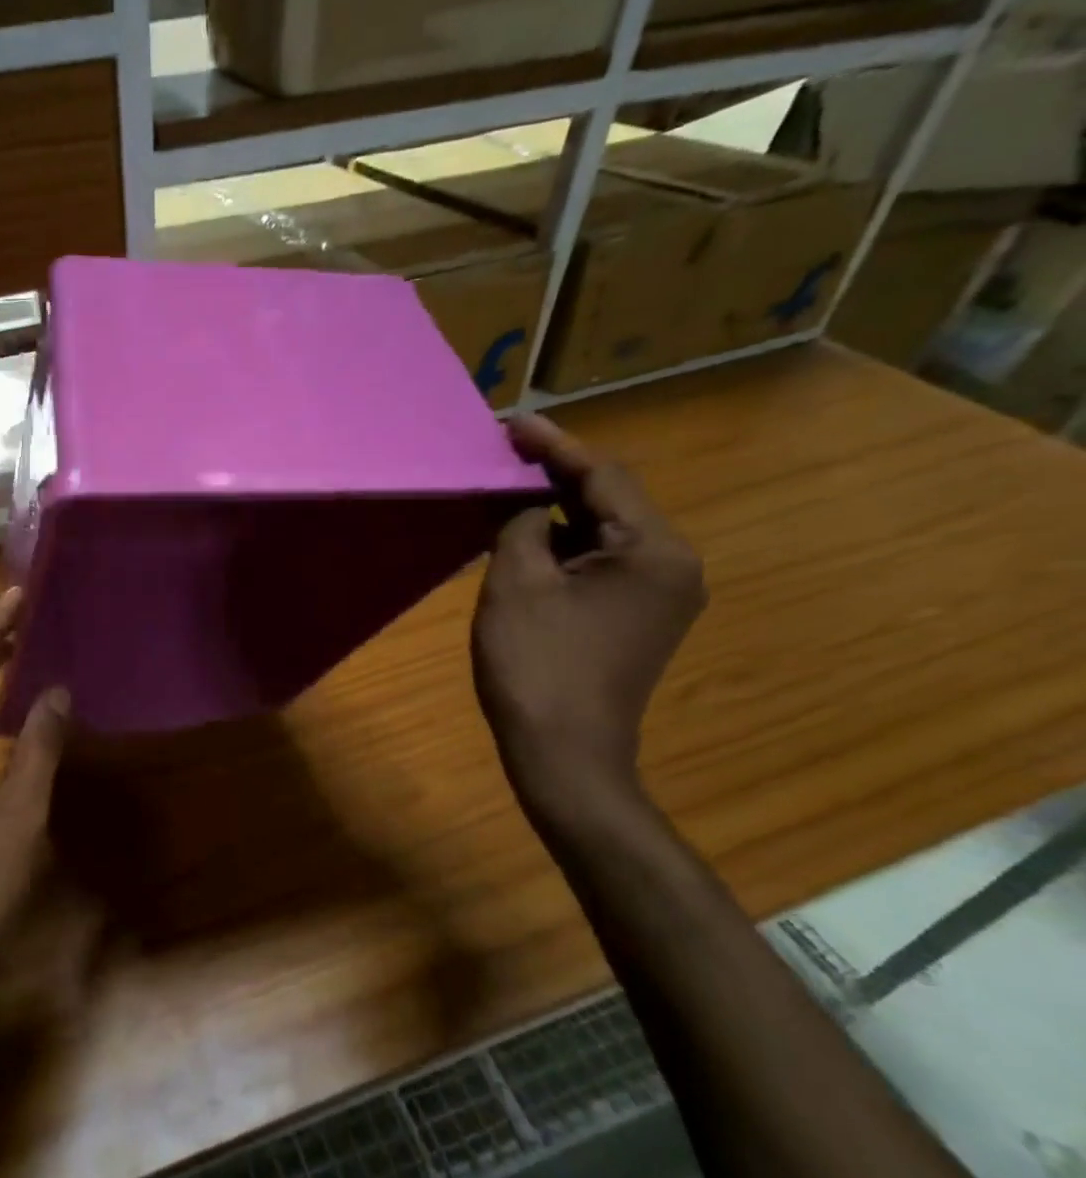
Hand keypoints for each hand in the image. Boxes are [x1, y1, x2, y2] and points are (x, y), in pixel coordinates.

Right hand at [472, 415, 704, 804]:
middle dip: (555, 473)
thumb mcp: (516, 582)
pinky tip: (522, 532)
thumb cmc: (537, 665)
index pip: (602, 476)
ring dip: (555, 507)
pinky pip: (601, 560)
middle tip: (503, 450)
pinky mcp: (639, 616)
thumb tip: (524, 498)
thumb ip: (520, 523)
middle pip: (609, 499)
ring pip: (603, 529)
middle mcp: (674, 565)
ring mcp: (660, 594)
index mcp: (655, 550)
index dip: (553, 445)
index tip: (510, 422)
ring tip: (505, 483)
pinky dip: (561, 542)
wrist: (564, 755)